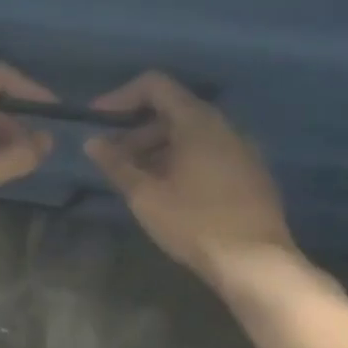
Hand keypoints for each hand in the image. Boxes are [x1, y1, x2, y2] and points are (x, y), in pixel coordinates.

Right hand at [84, 71, 295, 283]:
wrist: (254, 261)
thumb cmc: (194, 223)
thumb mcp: (146, 196)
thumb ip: (117, 164)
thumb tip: (93, 142)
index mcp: (197, 122)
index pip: (156, 86)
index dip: (121, 97)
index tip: (98, 121)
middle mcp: (223, 126)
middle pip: (173, 110)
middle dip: (136, 130)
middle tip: (112, 160)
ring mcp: (241, 149)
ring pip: (190, 134)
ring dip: (157, 149)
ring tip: (135, 180)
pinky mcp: (249, 172)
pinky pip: (208, 153)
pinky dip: (181, 161)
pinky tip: (168, 192)